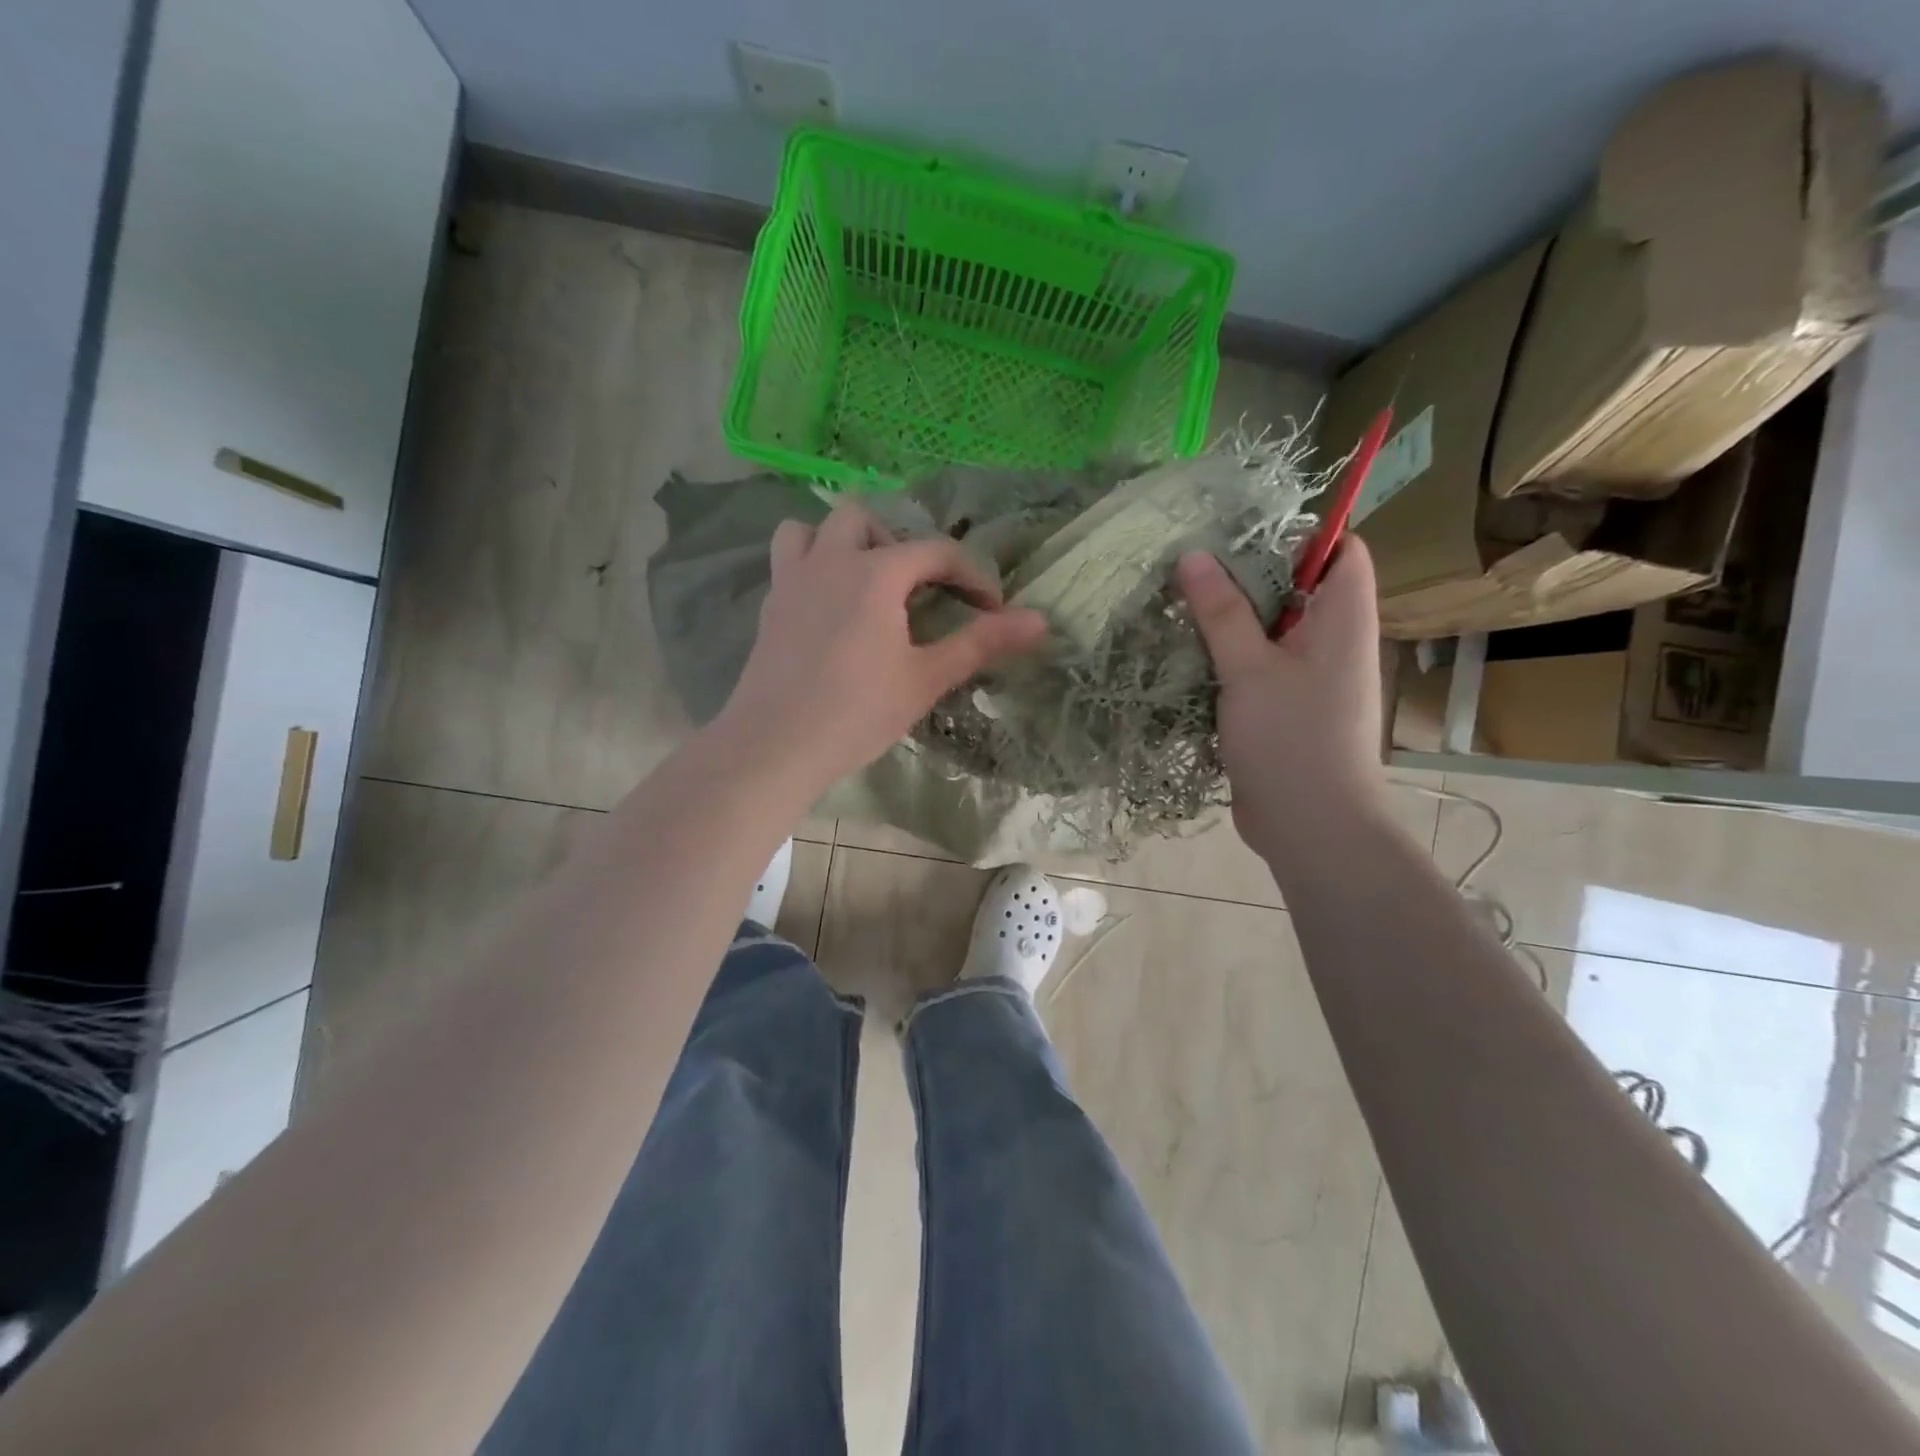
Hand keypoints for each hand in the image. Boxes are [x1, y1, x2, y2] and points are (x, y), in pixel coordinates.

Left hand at [715, 500, 1048, 791]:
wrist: (775, 745)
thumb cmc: (857, 712)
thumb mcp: (926, 678)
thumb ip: (981, 643)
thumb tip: (1040, 620)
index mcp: (875, 572)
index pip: (936, 552)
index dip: (972, 575)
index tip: (992, 609)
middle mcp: (830, 559)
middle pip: (867, 518)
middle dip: (902, 545)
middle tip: (920, 590)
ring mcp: (792, 578)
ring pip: (815, 528)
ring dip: (846, 542)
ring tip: (867, 583)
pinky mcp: (769, 604)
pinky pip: (790, 559)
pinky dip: (814, 564)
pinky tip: (830, 607)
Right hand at [1176, 540, 1386, 856]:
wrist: (1311, 826)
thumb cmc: (1292, 739)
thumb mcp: (1249, 669)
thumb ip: (1221, 611)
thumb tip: (1193, 555)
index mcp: (1343, 619)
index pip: (1341, 551)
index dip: (1299, 533)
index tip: (1238, 532)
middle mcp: (1332, 641)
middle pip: (1296, 587)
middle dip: (1245, 574)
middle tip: (1189, 564)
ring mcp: (1308, 676)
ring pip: (1270, 629)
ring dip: (1229, 618)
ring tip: (1177, 602)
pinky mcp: (1283, 706)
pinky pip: (1256, 665)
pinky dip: (1226, 656)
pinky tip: (1185, 652)